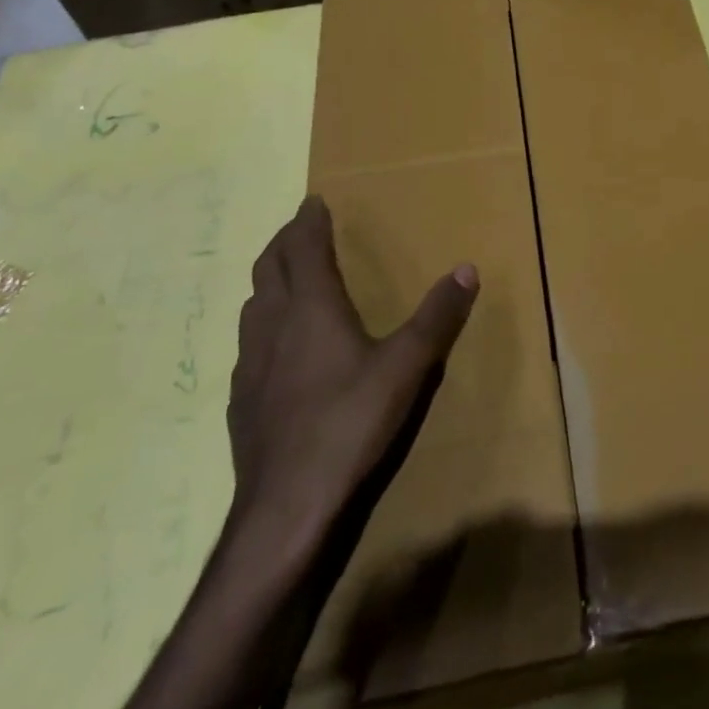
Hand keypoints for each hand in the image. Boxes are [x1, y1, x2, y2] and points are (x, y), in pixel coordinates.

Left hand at [227, 195, 478, 555]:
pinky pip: (248, 344)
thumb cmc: (348, 424)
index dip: (309, 222)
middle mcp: (273, 326)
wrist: (284, 507)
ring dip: (269, 282)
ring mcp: (249, 365)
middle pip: (269, 270)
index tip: (313, 201)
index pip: (304, 249)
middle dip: (284, 243)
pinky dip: (262, 325)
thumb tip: (467, 268)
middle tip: (298, 230)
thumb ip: (437, 317)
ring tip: (285, 279)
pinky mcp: (241, 400)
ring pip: (253, 306)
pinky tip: (275, 349)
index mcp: (311, 309)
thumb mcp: (406, 367)